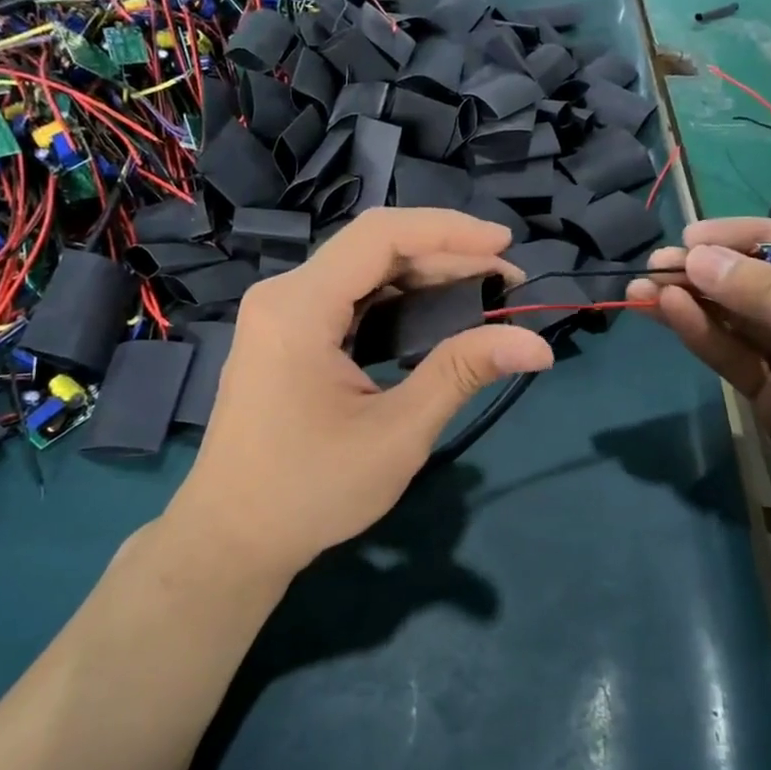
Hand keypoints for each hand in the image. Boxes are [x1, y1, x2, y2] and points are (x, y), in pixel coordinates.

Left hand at [168, 209, 554, 576]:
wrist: (232, 538)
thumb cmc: (311, 491)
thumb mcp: (397, 432)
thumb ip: (462, 373)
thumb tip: (537, 344)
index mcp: (299, 308)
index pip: (381, 236)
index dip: (450, 231)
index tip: (506, 246)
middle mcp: (283, 296)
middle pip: (373, 249)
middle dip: (445, 257)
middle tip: (507, 282)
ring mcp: (279, 315)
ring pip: (362, 274)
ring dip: (423, 279)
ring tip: (482, 295)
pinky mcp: (284, 337)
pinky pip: (347, 301)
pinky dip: (395, 304)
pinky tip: (434, 319)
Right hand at [626, 219, 770, 544]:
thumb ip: (766, 294)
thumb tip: (696, 258)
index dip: (745, 235)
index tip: (693, 235)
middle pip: (760, 280)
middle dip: (709, 270)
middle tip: (658, 263)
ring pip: (738, 318)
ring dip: (693, 301)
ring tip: (645, 286)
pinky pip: (733, 355)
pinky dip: (703, 334)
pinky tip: (670, 313)